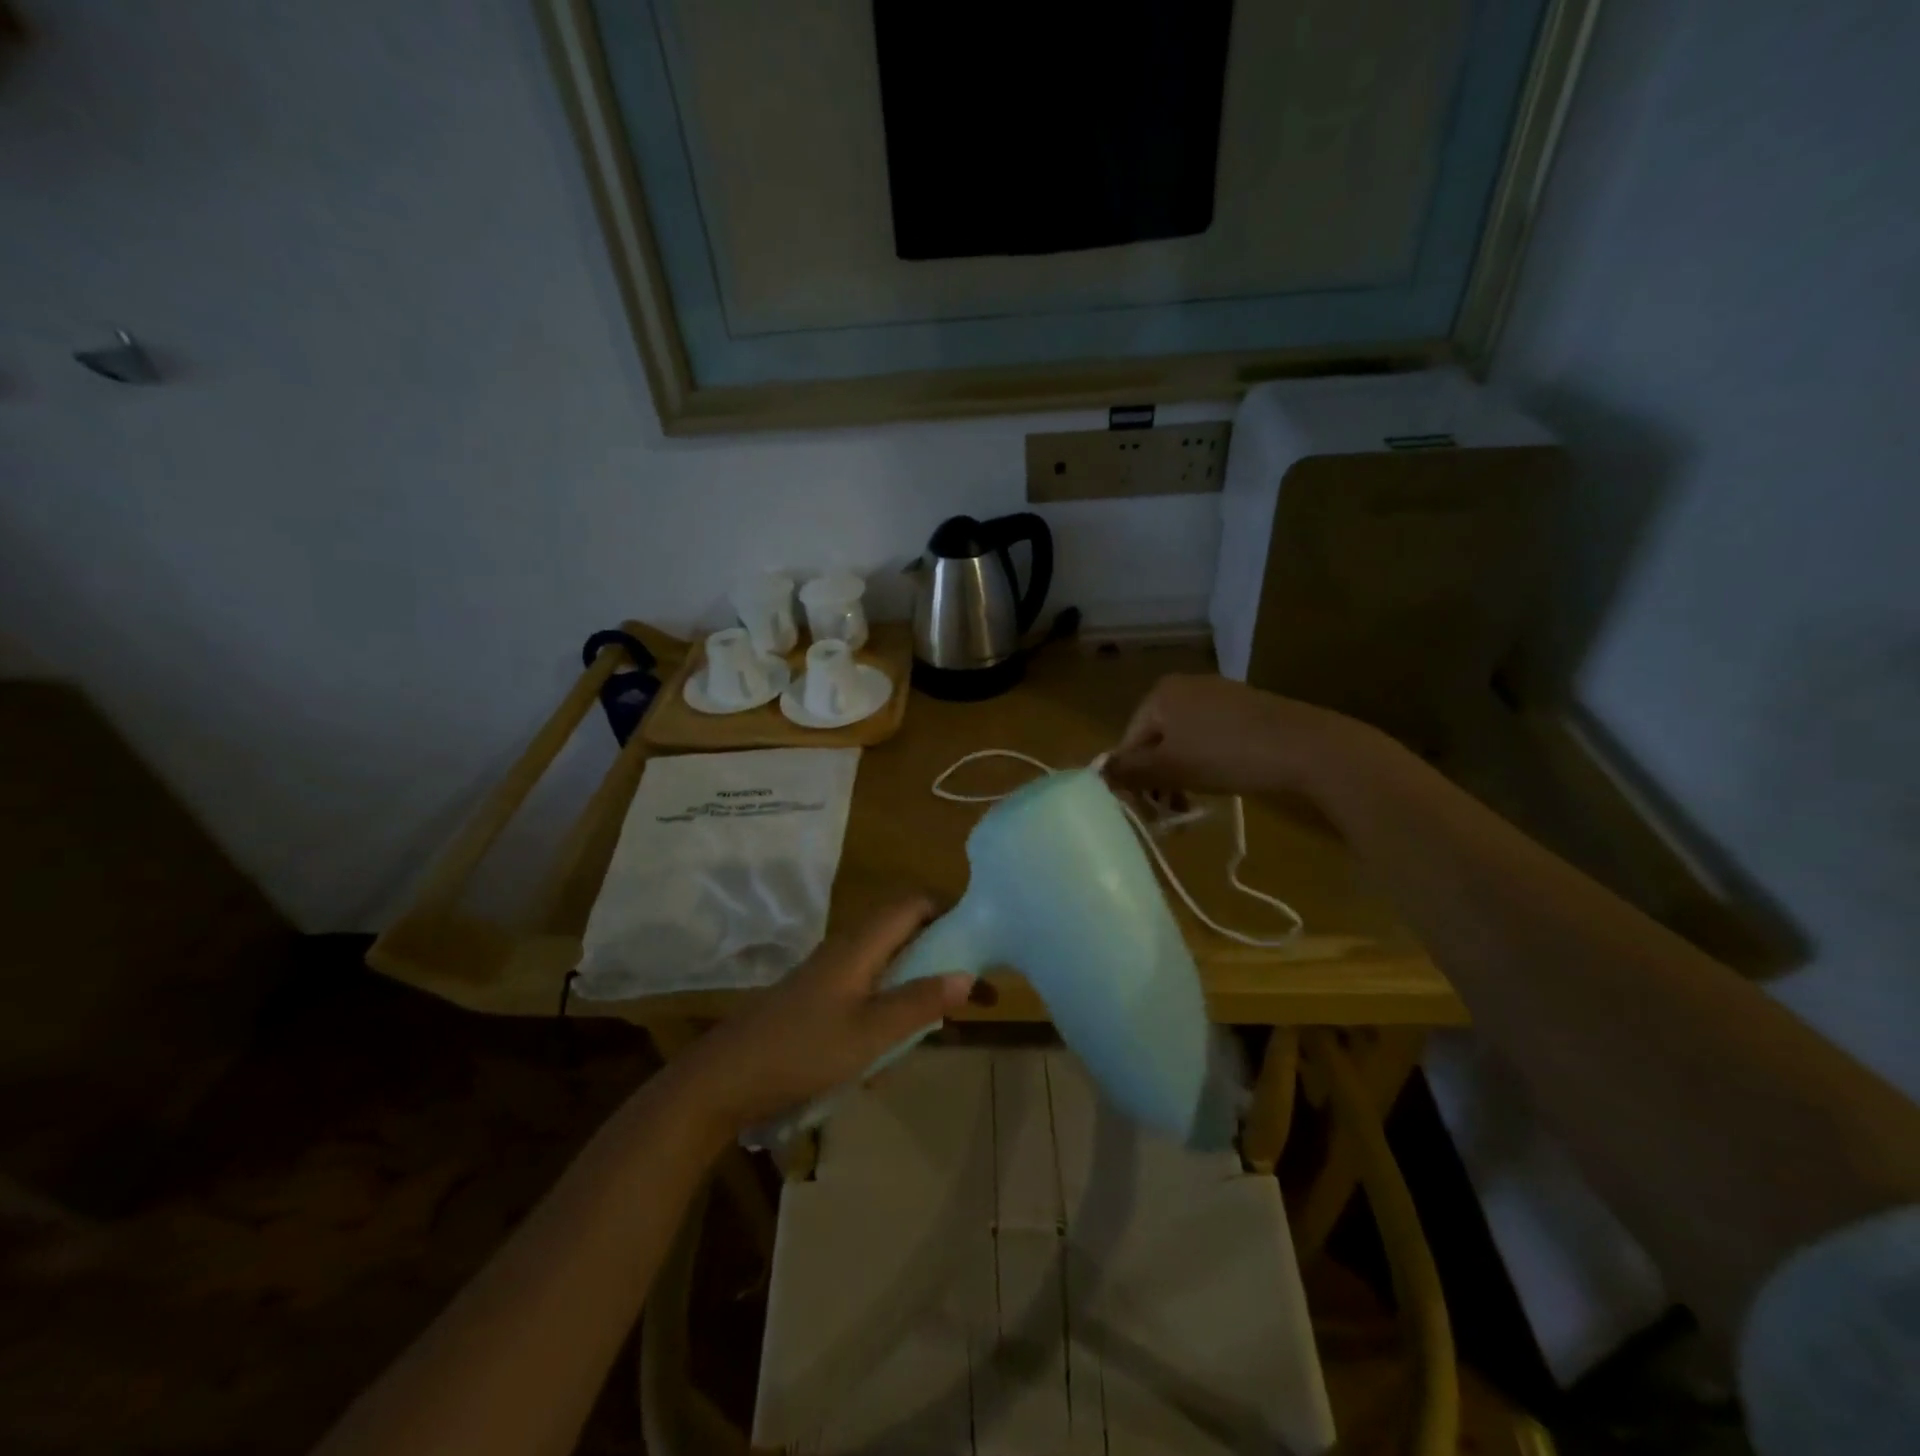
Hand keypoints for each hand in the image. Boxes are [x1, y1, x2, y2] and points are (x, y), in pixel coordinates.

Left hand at [673, 897, 974, 1135]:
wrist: (725, 1079)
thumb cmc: (801, 1051)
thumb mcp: (869, 1033)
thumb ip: (919, 1003)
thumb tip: (969, 974)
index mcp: (861, 944)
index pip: (913, 904)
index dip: (950, 911)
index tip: (984, 940)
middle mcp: (848, 948)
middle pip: (906, 932)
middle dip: (944, 955)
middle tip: (978, 989)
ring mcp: (832, 973)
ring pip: (890, 964)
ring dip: (920, 985)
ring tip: (949, 1023)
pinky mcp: (821, 998)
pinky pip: (871, 990)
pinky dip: (894, 1007)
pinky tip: (897, 1049)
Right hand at [1103, 673, 1349, 798]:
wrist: (1307, 747)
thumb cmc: (1226, 755)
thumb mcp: (1170, 768)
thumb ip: (1129, 771)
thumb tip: (1096, 776)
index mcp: (1160, 694)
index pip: (1128, 742)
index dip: (1133, 780)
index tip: (1149, 812)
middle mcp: (1185, 686)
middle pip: (1155, 741)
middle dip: (1159, 780)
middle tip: (1172, 815)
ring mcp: (1218, 694)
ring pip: (1183, 742)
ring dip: (1181, 776)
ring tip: (1194, 805)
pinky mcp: (1245, 708)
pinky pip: (1210, 737)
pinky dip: (1207, 762)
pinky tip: (1222, 781)